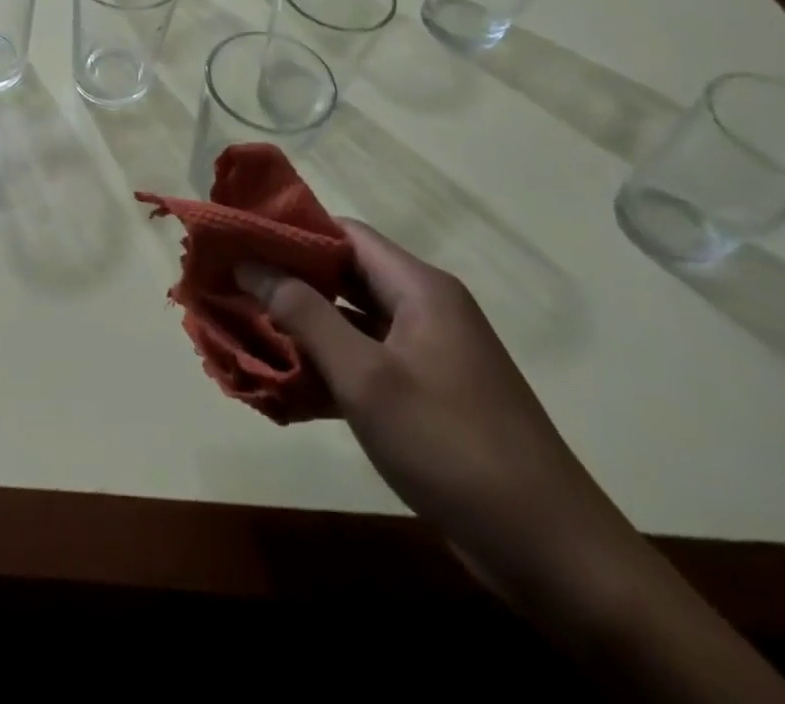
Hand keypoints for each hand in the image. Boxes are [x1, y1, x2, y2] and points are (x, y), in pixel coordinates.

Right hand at [238, 224, 645, 613]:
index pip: (344, 233)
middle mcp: (425, 308)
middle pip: (345, 273)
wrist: (553, 554)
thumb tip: (250, 263)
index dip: (290, 230)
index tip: (238, 239)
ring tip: (244, 326)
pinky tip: (285, 381)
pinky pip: (366, 359)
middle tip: (232, 283)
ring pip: (351, 319)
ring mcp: (428, 353)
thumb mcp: (366, 378)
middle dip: (288, 278)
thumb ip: (304, 314)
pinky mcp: (428, 394)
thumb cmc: (452, 446)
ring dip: (303, 324)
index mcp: (418, 288)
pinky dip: (327, 363)